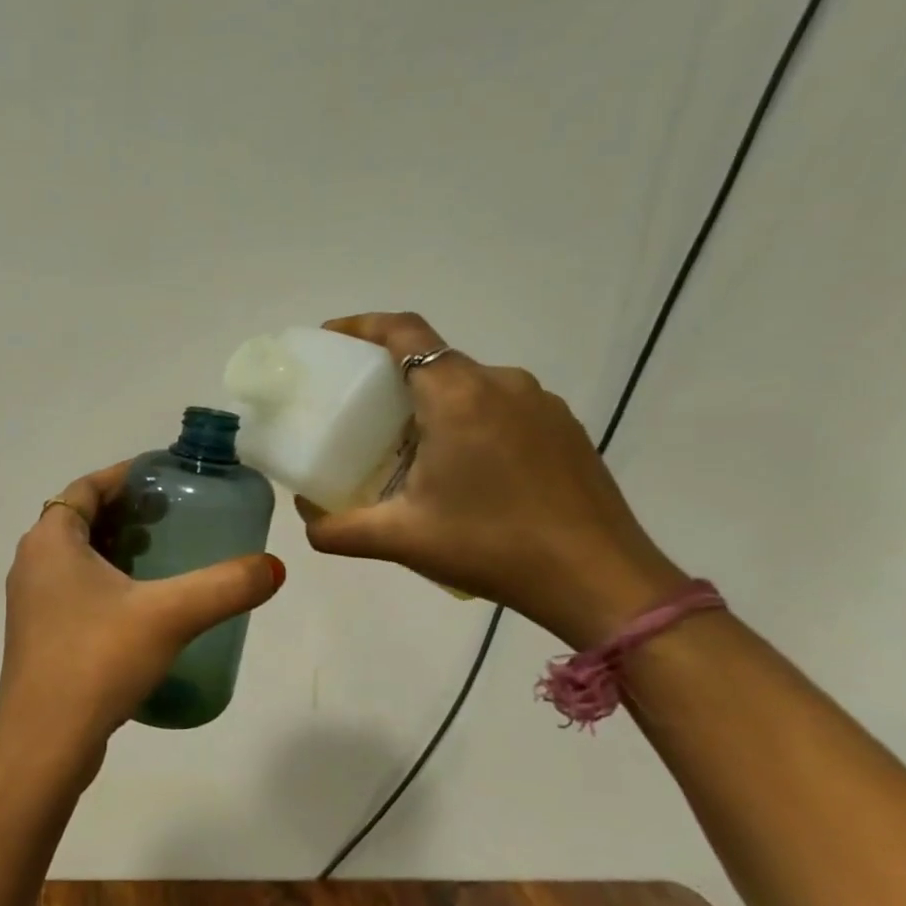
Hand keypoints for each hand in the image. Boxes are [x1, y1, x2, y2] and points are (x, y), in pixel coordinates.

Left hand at [0, 462, 284, 779]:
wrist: (44, 742)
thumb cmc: (97, 660)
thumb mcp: (169, 615)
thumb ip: (225, 586)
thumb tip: (275, 567)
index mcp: (50, 541)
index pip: (85, 488)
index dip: (124, 476)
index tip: (163, 476)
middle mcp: (31, 563)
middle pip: (80, 519)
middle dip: (125, 513)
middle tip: (173, 517)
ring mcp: (30, 603)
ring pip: (75, 557)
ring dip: (115, 549)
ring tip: (164, 556)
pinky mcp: (38, 636)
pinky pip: (73, 590)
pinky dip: (104, 582)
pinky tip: (141, 606)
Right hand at [297, 312, 688, 648]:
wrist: (599, 579)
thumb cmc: (491, 546)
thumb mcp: (400, 539)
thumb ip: (338, 528)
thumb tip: (306, 519)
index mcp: (458, 396)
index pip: (404, 332)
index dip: (363, 325)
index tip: (332, 337)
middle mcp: (501, 384)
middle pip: (435, 359)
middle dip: (391, 375)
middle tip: (359, 412)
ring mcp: (540, 403)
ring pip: (470, 384)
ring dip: (433, 402)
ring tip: (409, 448)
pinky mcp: (564, 427)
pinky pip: (502, 407)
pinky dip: (469, 420)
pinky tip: (464, 470)